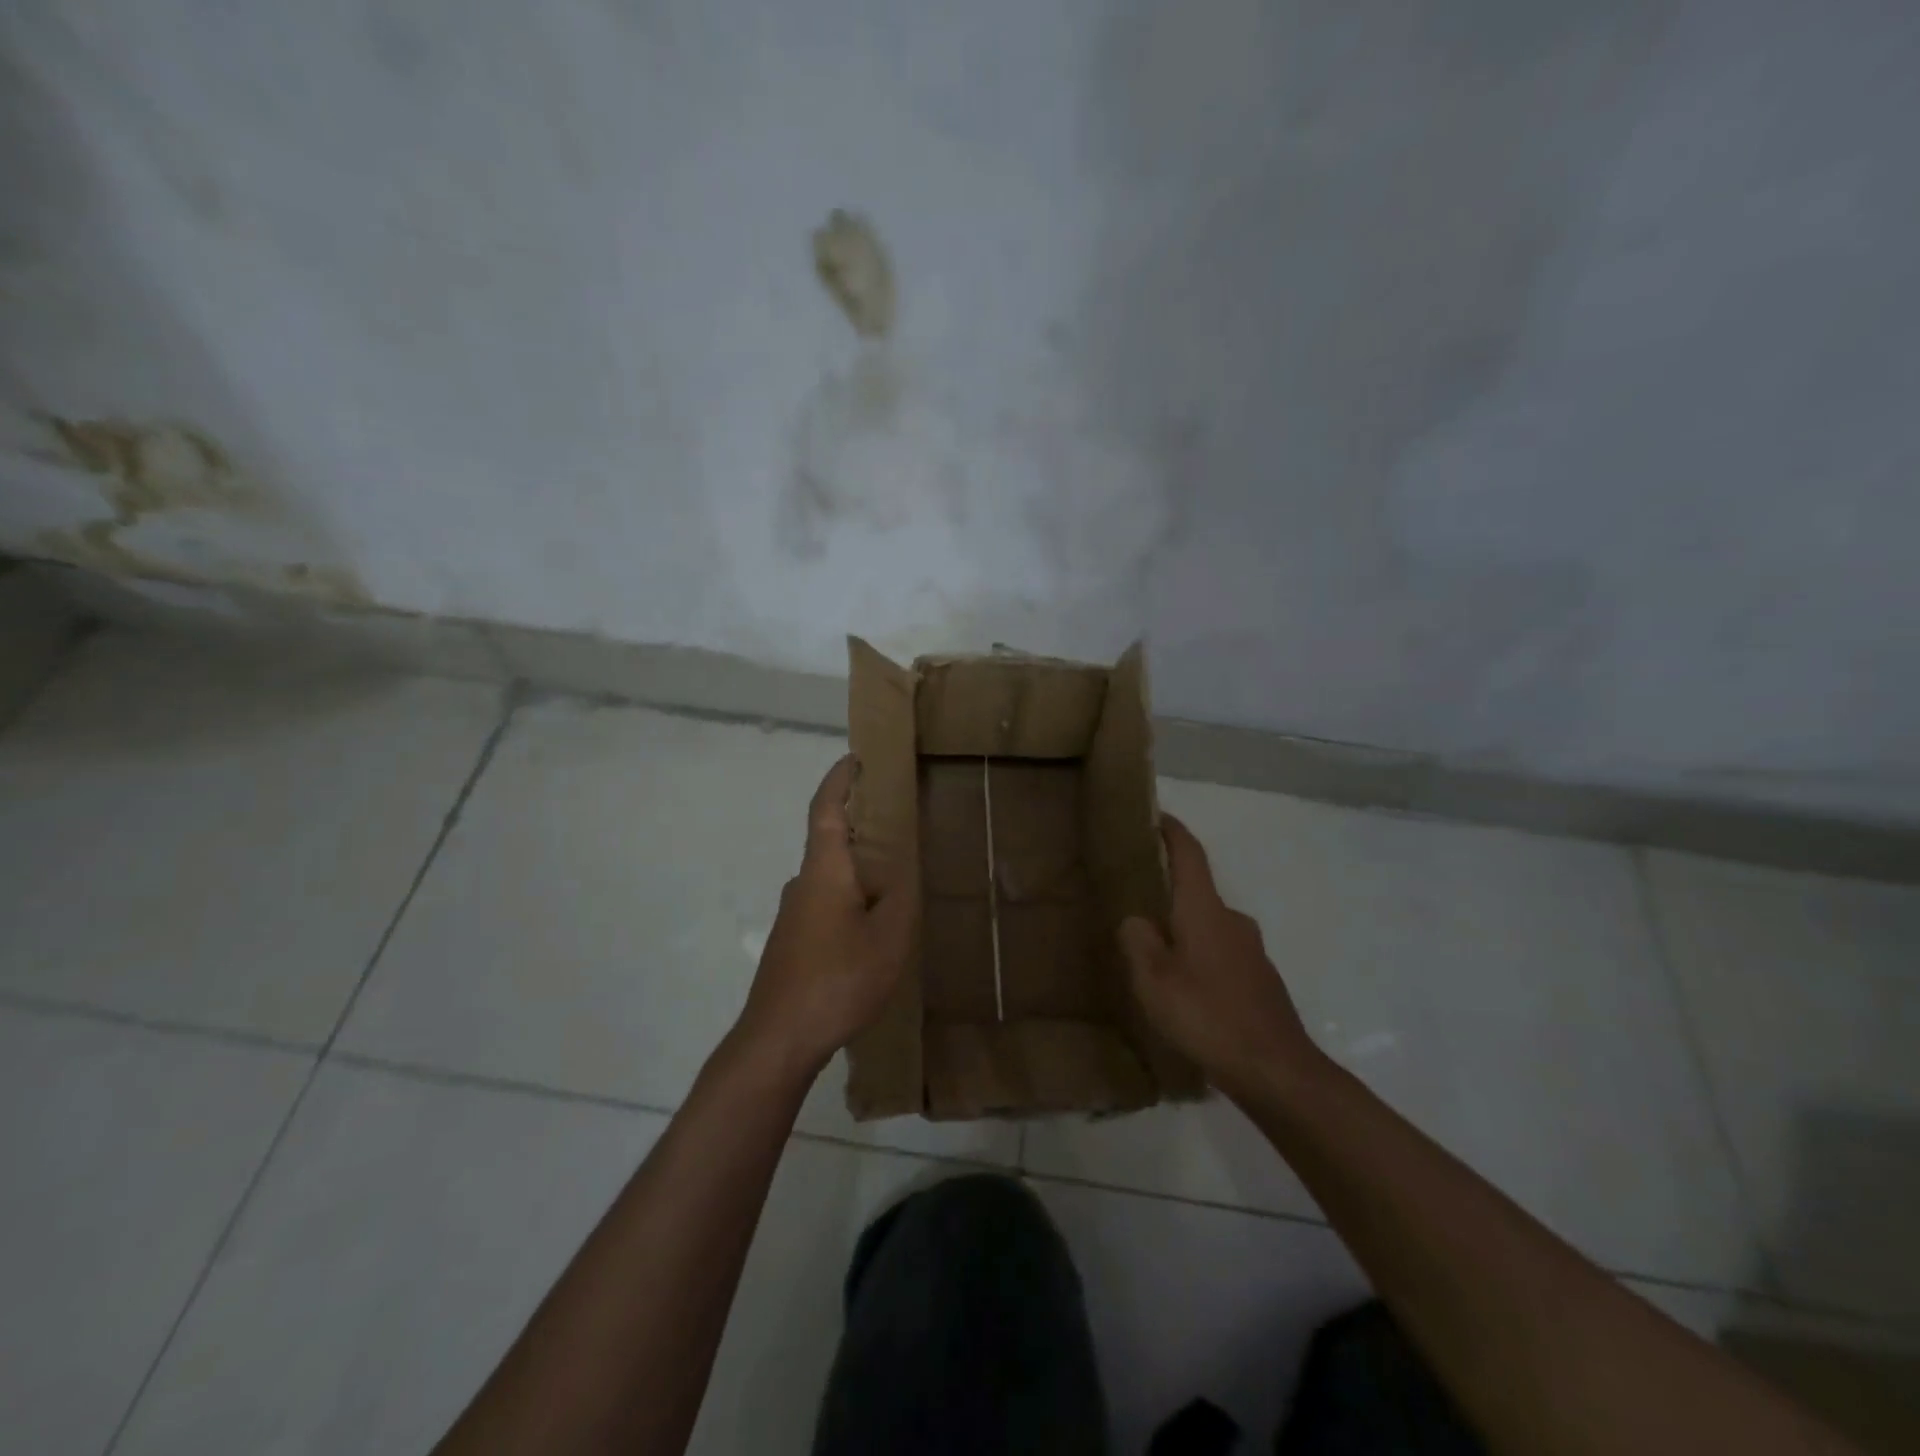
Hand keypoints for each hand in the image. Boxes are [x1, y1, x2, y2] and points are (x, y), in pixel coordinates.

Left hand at [734, 755, 916, 1082]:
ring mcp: (793, 916)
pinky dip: (851, 898)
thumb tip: (904, 862)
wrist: (779, 1040)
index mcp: (824, 871)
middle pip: (830, 841)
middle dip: (861, 826)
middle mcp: (802, 884)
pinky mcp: (792, 944)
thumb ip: (902, 894)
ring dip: (858, 868)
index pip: (826, 810)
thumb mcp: (889, 936)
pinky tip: (873, 927)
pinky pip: (827, 904)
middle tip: (899, 823)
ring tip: (897, 880)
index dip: (839, 780)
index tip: (856, 758)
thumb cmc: (838, 979)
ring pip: (830, 878)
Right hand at [1119, 815, 1322, 1101]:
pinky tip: (1185, 991)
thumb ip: (1138, 941)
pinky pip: (1221, 955)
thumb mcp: (1153, 980)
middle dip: (1169, 892)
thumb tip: (1136, 920)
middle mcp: (1233, 921)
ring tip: (1155, 955)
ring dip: (1184, 931)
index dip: (1173, 831)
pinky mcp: (1260, 981)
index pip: (1190, 854)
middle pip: (1198, 892)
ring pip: (1209, 927)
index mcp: (1205, 911)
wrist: (1277, 1071)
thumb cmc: (1207, 1016)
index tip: (1156, 815)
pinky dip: (1200, 959)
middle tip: (1135, 902)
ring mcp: (1251, 952)